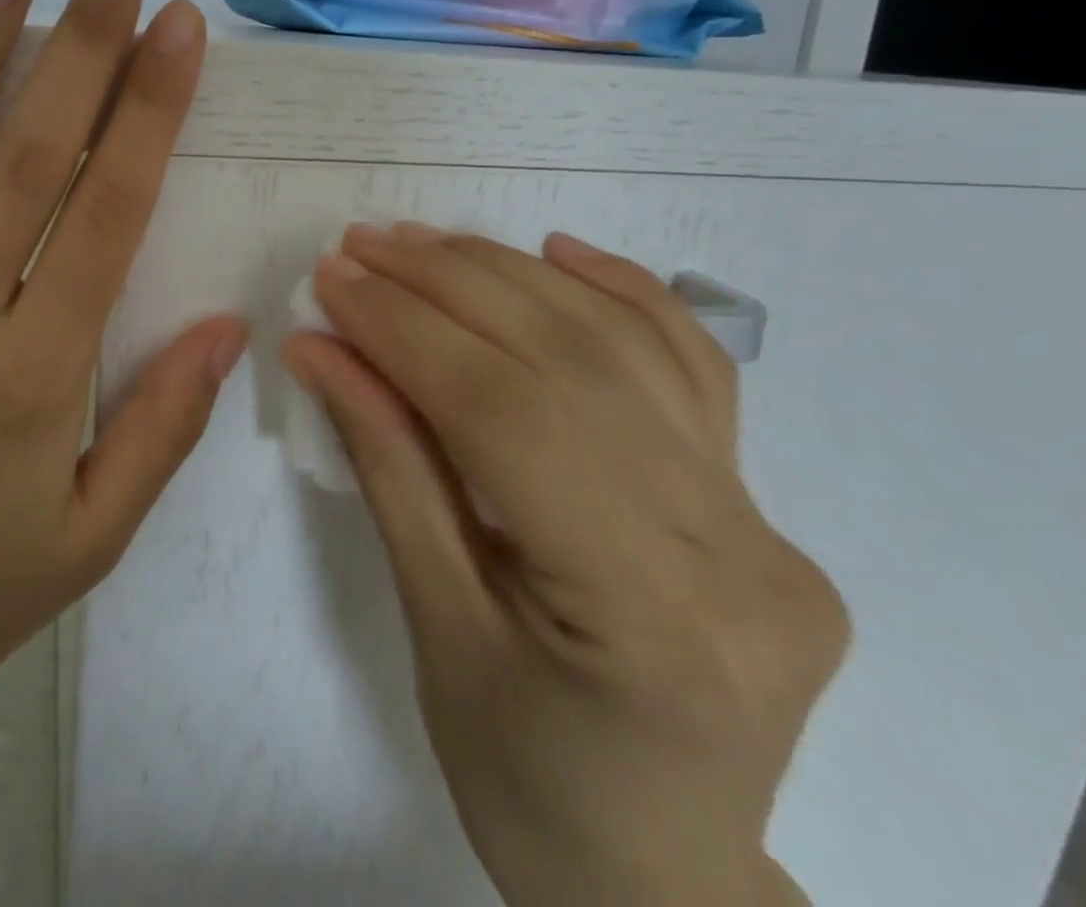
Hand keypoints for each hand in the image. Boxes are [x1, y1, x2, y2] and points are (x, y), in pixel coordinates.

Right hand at [283, 224, 846, 906]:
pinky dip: (620, 290)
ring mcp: (763, 519)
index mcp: (650, 617)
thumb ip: (387, 466)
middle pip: (566, 361)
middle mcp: (734, 551)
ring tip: (421, 243)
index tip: (332, 280)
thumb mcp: (434, 627)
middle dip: (445, 285)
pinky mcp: (758, 501)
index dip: (406, 331)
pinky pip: (689, 365)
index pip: (505, 415)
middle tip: (361, 246)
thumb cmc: (524, 783)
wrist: (660, 876)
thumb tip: (321, 350)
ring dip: (507, 274)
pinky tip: (554, 250)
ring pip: (622, 346)